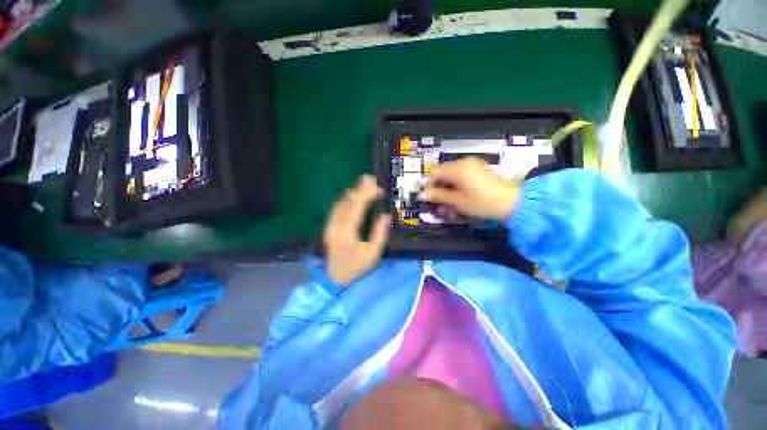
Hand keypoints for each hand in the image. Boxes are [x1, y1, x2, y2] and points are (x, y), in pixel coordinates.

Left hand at [324, 175, 391, 285]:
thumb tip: (385, 215)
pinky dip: (347, 199)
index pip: (356, 207)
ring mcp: (330, 225)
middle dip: (359, 189)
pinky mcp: (329, 227)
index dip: (366, 194)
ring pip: (340, 203)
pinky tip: (354, 196)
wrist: (336, 278)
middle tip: (370, 179)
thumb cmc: (357, 267)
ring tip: (364, 185)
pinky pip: (337, 208)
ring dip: (352, 192)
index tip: (376, 185)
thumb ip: (380, 232)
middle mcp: (335, 225)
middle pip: (347, 201)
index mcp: (347, 232)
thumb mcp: (373, 252)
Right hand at [420, 158, 520, 220]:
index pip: (434, 173)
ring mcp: (472, 167)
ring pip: (452, 179)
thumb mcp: (457, 201)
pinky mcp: (479, 172)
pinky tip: (459, 203)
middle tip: (440, 208)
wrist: (513, 203)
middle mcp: (463, 163)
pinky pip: (462, 179)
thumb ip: (438, 196)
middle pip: (443, 176)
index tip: (429, 200)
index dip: (429, 186)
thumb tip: (422, 195)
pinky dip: (458, 190)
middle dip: (440, 192)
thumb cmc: (482, 202)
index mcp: (457, 168)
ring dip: (448, 194)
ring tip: (451, 210)